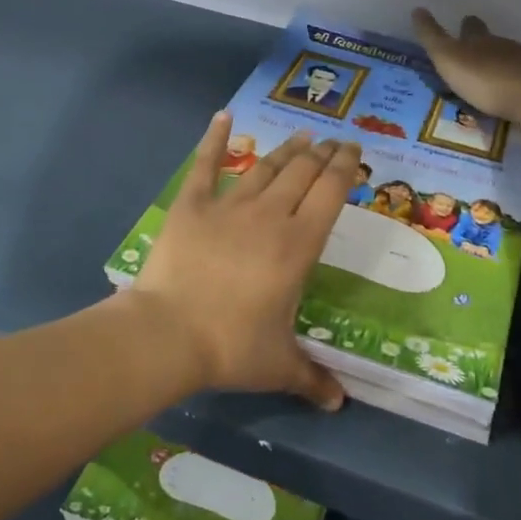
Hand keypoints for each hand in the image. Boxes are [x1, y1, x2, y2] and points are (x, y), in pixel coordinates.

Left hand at [129, 114, 355, 411]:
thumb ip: (312, 378)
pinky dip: (214, 139)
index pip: (331, 192)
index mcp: (299, 244)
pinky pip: (205, 164)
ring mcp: (229, 205)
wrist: (166, 334)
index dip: (345, 167)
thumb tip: (339, 403)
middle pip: (303, 172)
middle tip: (331, 142)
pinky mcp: (192, 204)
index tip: (354, 152)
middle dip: (321, 153)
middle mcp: (270, 215)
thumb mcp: (278, 365)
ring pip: (265, 166)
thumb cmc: (230, 346)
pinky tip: (223, 116)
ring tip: (301, 136)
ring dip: (286, 149)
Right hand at [412, 9, 520, 121]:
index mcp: (480, 41)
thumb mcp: (448, 60)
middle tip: (482, 46)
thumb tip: (417, 9)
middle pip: (495, 39)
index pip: (471, 28)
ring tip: (506, 62)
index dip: (467, 27)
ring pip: (519, 52)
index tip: (465, 23)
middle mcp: (506, 45)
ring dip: (512, 56)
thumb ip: (432, 37)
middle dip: (488, 42)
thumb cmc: (485, 80)